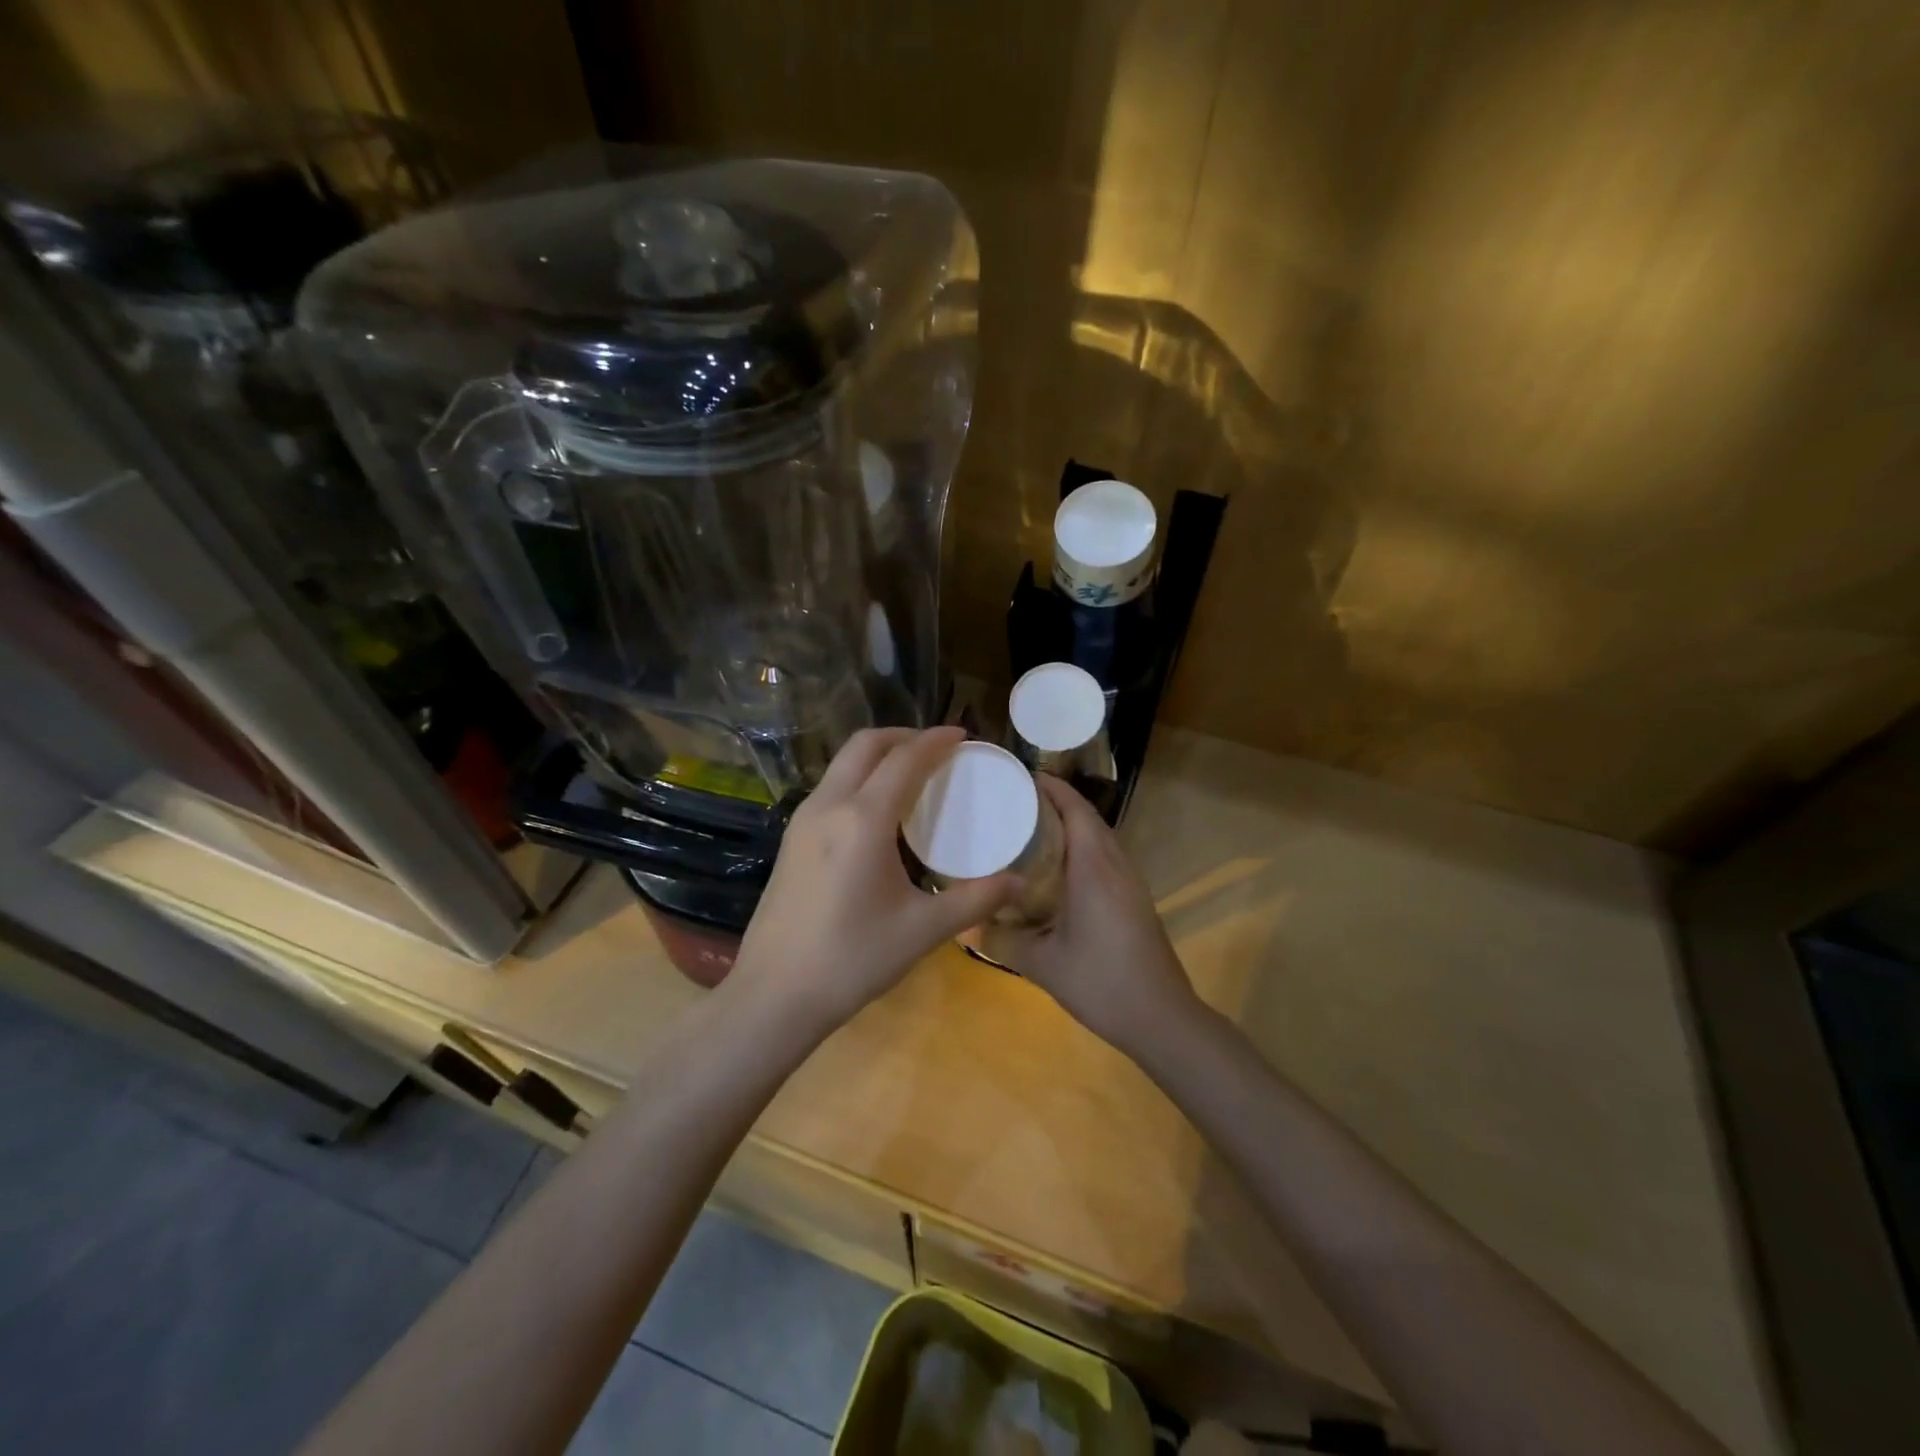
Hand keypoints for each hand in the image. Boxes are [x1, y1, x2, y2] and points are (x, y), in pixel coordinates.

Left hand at [730, 727, 1017, 1032]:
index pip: (905, 759)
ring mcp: (803, 821)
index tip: (962, 734)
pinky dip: (859, 779)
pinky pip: (831, 788)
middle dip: (904, 736)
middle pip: (866, 745)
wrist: (773, 994)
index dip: (936, 741)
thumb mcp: (922, 930)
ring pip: (842, 764)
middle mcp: (829, 806)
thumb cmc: (852, 959)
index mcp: (863, 819)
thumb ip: (975, 901)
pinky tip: (878, 812)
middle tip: (937, 749)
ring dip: (878, 755)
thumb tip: (1020, 883)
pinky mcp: (791, 840)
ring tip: (911, 775)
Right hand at [985, 775, 1199, 1054]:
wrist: (1162, 1018)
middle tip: (1017, 803)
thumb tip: (965, 925)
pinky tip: (1059, 872)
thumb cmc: (1101, 982)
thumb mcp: (1042, 964)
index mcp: (1093, 868)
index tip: (1023, 777)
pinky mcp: (1135, 900)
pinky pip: (1107, 858)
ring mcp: (1131, 883)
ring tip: (1033, 829)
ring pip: (1100, 838)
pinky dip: (1082, 849)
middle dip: (1057, 803)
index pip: (1076, 810)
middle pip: (1089, 819)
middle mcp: (1116, 866)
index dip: (1052, 788)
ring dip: (1072, 826)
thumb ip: (1001, 941)